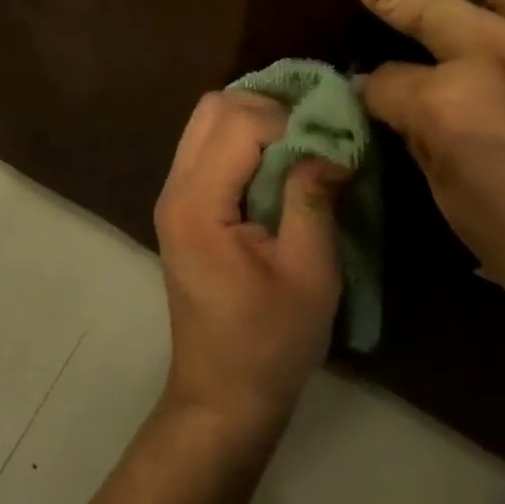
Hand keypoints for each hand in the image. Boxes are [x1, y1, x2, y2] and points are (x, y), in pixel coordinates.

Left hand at [154, 91, 346, 442]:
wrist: (222, 397)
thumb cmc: (270, 344)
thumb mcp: (309, 274)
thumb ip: (313, 199)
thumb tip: (331, 142)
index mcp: (198, 204)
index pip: (240, 122)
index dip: (290, 123)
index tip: (328, 148)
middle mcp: (175, 187)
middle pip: (214, 106)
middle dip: (269, 108)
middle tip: (313, 138)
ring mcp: (172, 194)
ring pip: (207, 119)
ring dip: (254, 119)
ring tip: (298, 147)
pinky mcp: (182, 204)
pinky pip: (207, 144)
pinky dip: (242, 138)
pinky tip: (276, 164)